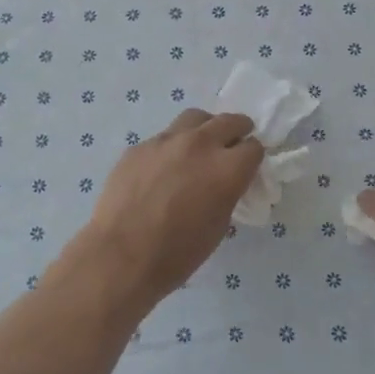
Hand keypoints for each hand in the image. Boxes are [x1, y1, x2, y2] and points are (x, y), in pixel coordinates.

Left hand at [67, 109, 264, 315]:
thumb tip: (225, 182)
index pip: (253, 147)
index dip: (253, 158)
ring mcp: (166, 141)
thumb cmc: (177, 253)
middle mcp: (200, 144)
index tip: (247, 167)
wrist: (121, 255)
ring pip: (195, 118)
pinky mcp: (140, 146)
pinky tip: (163, 169)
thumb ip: (227, 193)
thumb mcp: (218, 225)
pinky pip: (164, 137)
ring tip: (200, 146)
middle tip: (233, 144)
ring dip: (205, 129)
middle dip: (237, 131)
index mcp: (226, 168)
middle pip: (229, 121)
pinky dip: (172, 147)